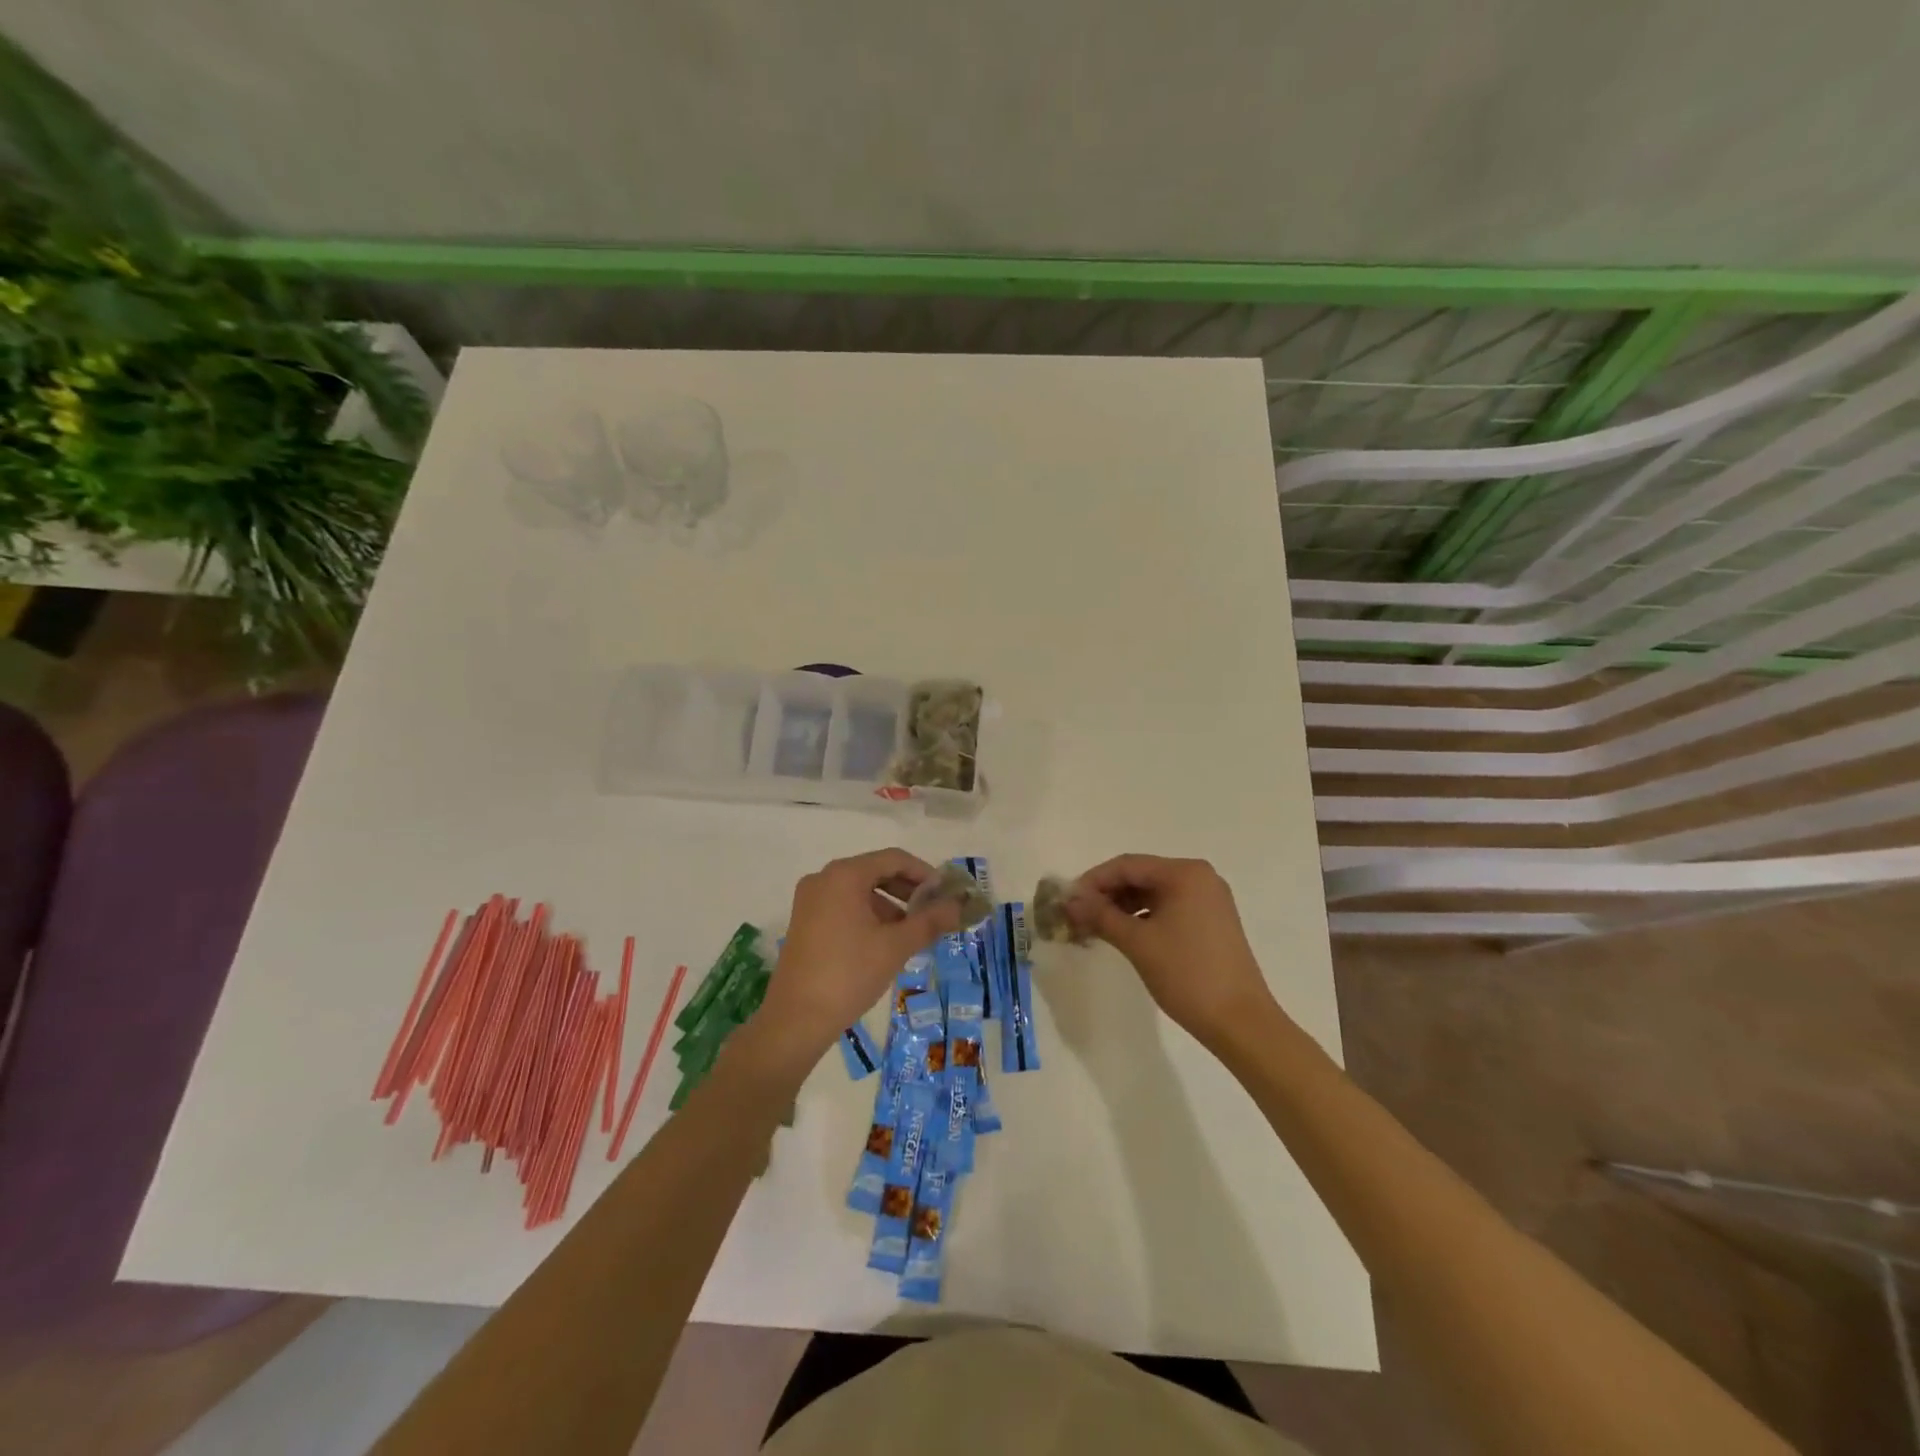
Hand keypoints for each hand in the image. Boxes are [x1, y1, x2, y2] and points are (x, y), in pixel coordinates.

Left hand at [741, 849, 960, 1077]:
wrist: (795, 1020)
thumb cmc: (849, 974)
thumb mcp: (895, 946)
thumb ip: (930, 921)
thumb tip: (959, 905)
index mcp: (844, 875)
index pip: (894, 859)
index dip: (924, 873)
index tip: (946, 894)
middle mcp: (823, 879)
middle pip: (876, 872)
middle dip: (908, 891)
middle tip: (933, 914)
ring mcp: (810, 900)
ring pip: (860, 891)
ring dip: (890, 906)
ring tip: (912, 934)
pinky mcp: (804, 922)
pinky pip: (844, 906)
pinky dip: (869, 916)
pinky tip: (885, 943)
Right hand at [1066, 855, 1278, 1050]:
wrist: (1241, 1022)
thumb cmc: (1187, 974)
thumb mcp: (1137, 942)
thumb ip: (1100, 915)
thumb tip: (1069, 900)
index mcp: (1184, 873)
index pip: (1127, 865)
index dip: (1093, 881)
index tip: (1067, 901)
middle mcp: (1199, 877)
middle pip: (1141, 875)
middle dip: (1106, 894)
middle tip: (1077, 915)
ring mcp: (1209, 899)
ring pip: (1153, 893)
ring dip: (1122, 906)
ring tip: (1094, 927)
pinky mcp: (1211, 921)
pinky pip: (1168, 907)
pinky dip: (1143, 917)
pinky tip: (1123, 934)